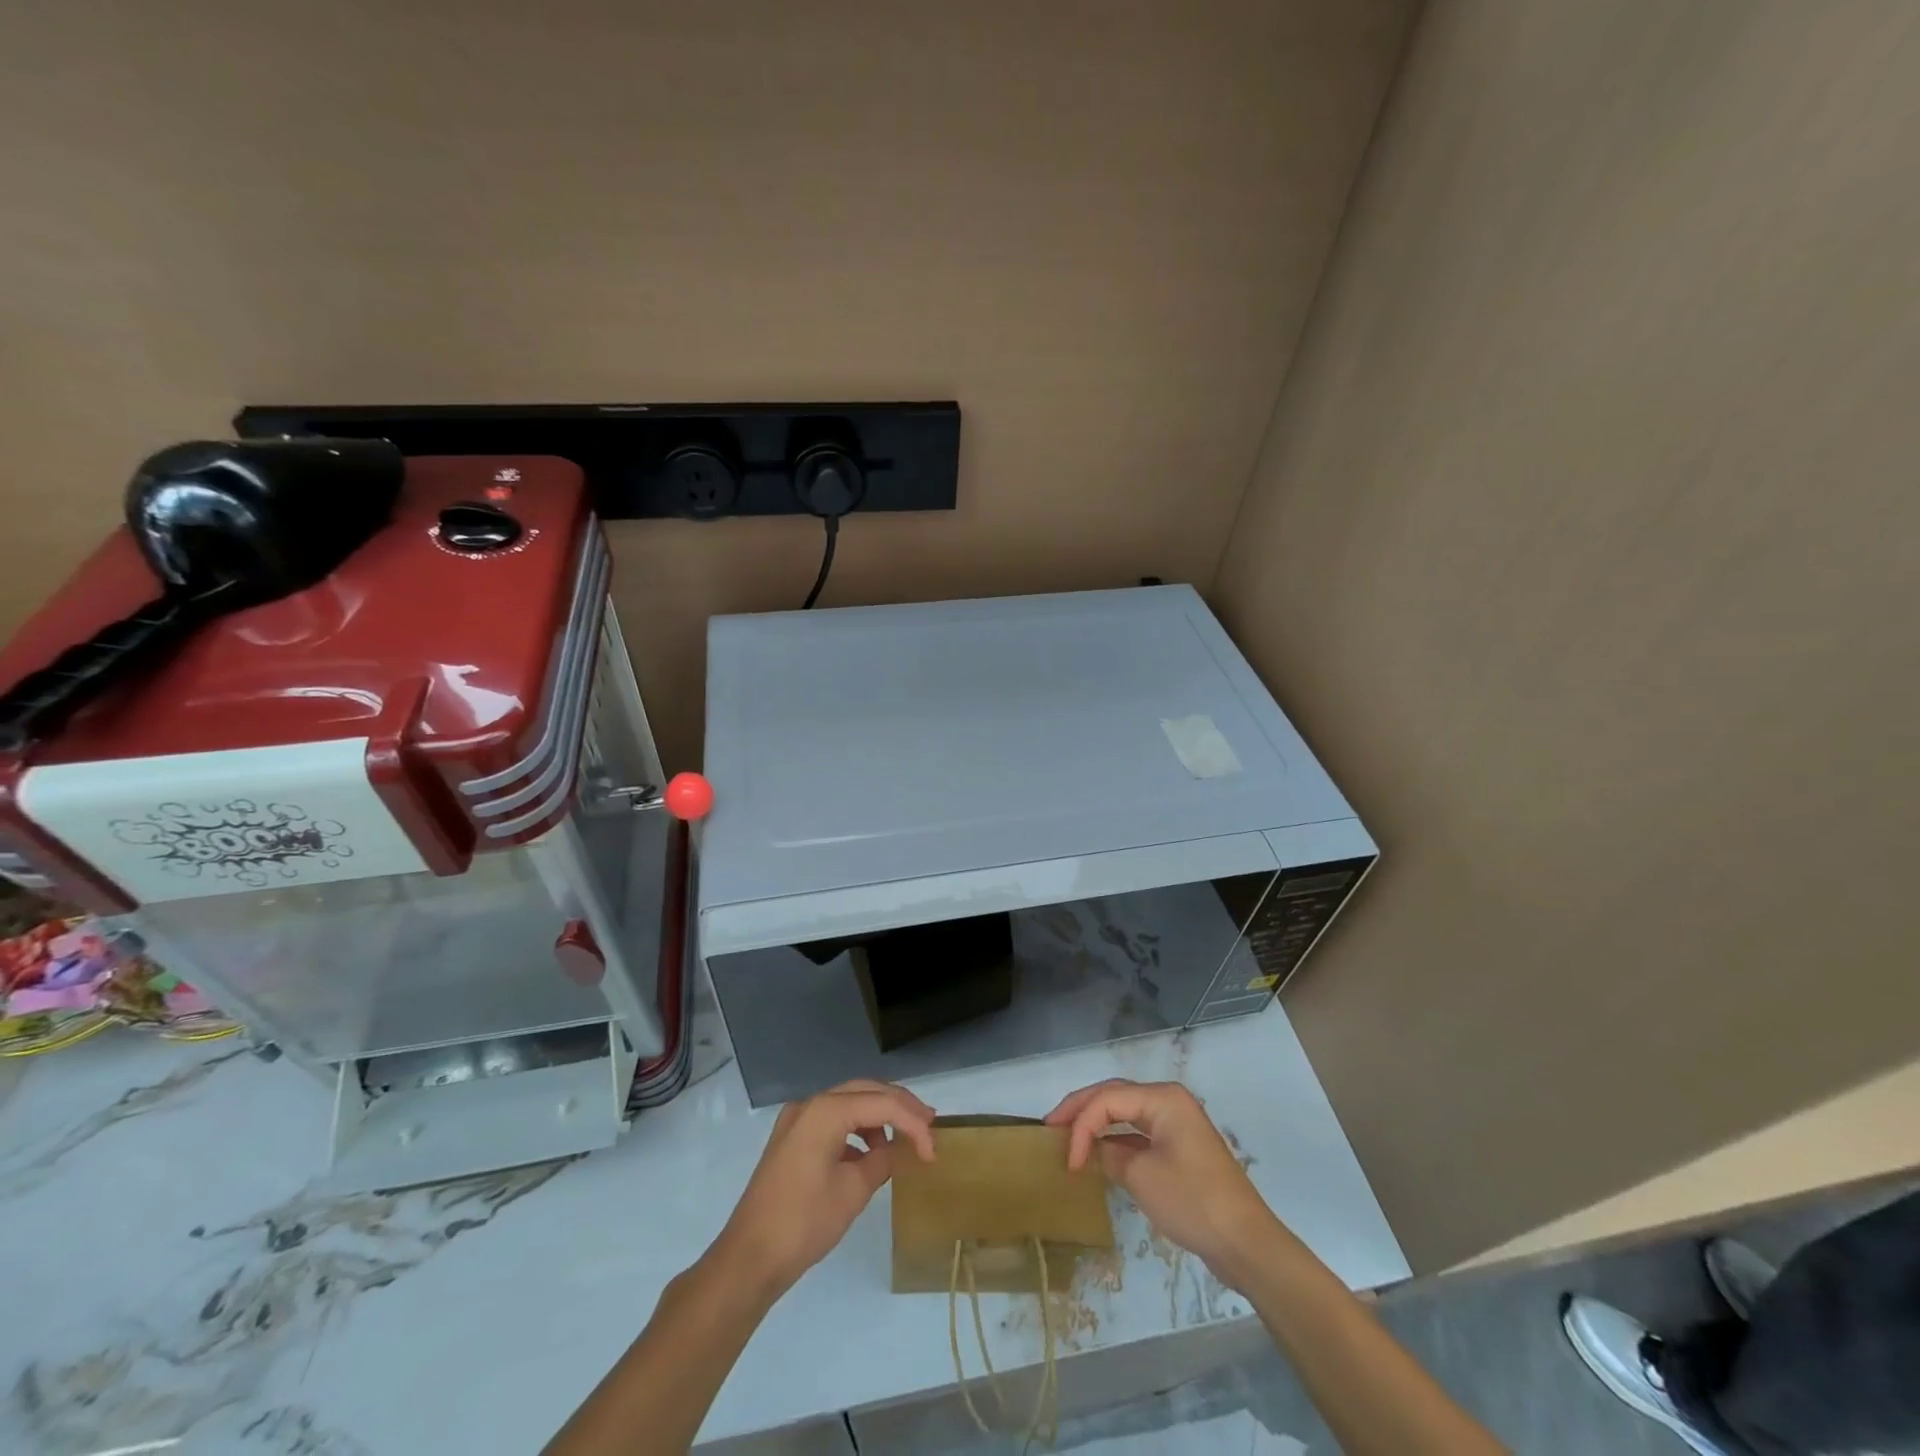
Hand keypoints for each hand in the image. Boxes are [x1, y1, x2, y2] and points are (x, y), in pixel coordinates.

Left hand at [712, 1079, 935, 1298]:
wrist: (748, 1259)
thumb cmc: (803, 1223)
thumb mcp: (853, 1192)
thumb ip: (882, 1160)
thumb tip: (897, 1150)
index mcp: (825, 1111)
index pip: (882, 1104)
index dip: (912, 1123)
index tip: (932, 1151)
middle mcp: (810, 1105)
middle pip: (865, 1091)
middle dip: (899, 1106)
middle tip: (928, 1125)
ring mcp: (797, 1120)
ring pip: (849, 1103)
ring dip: (878, 1117)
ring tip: (903, 1140)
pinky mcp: (791, 1139)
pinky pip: (832, 1121)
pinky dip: (856, 1130)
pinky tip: (869, 1153)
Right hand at [1045, 1079, 1281, 1289]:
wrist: (1246, 1244)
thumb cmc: (1193, 1202)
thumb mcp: (1141, 1177)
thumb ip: (1110, 1155)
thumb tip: (1094, 1151)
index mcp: (1162, 1098)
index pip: (1107, 1099)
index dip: (1080, 1124)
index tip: (1068, 1160)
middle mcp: (1169, 1101)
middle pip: (1114, 1096)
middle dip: (1081, 1111)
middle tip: (1050, 1127)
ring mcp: (1176, 1124)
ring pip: (1125, 1113)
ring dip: (1096, 1124)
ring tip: (1067, 1137)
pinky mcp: (1179, 1148)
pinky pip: (1138, 1133)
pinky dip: (1116, 1141)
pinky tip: (1098, 1155)